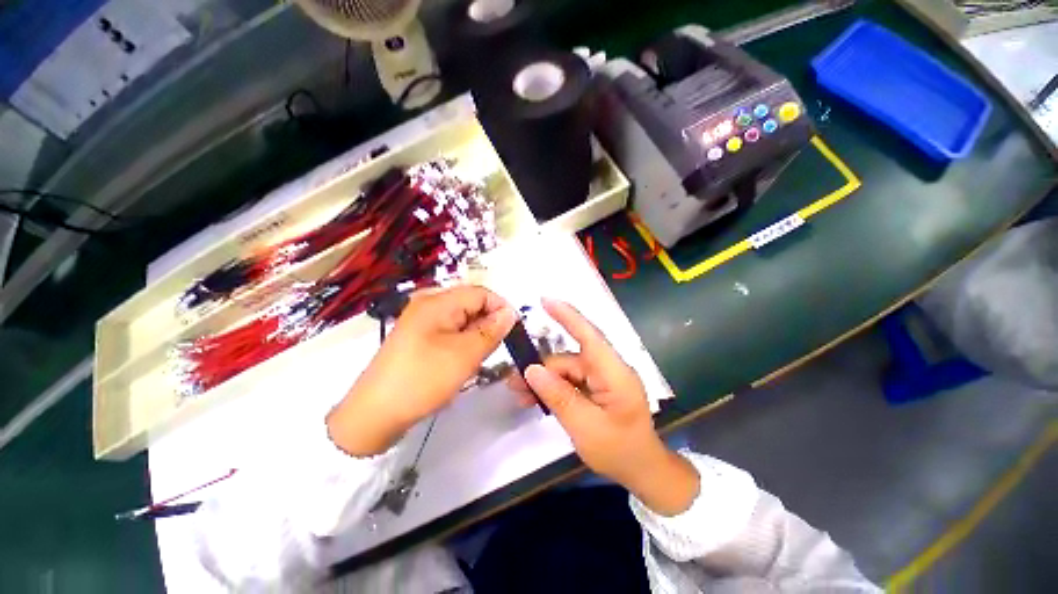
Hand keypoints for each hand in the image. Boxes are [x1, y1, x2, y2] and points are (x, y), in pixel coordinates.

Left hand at [327, 285, 516, 456]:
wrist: (374, 413)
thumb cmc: (423, 379)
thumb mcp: (465, 355)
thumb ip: (492, 331)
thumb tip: (510, 313)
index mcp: (437, 301)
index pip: (481, 293)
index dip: (500, 308)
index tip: (513, 330)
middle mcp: (428, 303)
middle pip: (470, 304)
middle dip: (487, 323)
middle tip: (493, 349)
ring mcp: (421, 320)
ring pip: (461, 319)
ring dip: (475, 335)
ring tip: (476, 357)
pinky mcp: (418, 336)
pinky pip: (449, 330)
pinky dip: (461, 341)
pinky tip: (461, 360)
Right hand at [511, 298, 699, 515]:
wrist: (643, 471)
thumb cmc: (620, 451)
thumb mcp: (585, 428)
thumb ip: (558, 396)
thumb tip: (532, 370)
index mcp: (614, 373)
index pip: (590, 336)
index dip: (568, 316)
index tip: (545, 300)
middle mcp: (608, 368)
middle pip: (569, 359)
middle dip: (542, 369)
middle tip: (514, 384)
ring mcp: (603, 377)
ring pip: (566, 370)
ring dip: (544, 381)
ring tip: (520, 395)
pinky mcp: (597, 387)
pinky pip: (571, 381)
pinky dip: (553, 388)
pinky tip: (535, 399)